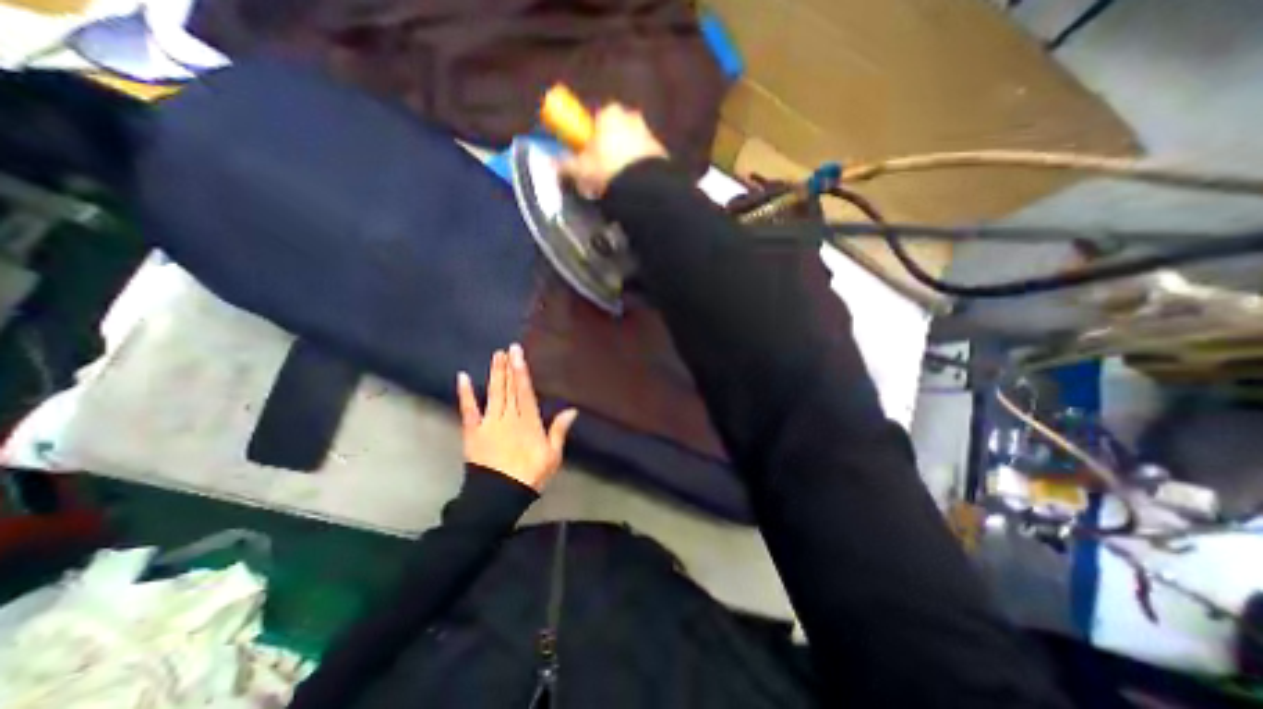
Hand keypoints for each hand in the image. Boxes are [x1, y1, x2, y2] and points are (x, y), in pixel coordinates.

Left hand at [456, 344, 578, 489]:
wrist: (499, 495)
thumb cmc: (530, 474)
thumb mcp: (553, 455)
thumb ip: (559, 430)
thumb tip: (571, 410)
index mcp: (528, 421)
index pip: (525, 391)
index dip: (521, 371)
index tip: (518, 353)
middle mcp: (509, 417)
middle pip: (509, 388)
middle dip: (508, 367)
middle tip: (506, 349)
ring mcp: (489, 423)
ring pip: (494, 394)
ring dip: (495, 374)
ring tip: (496, 356)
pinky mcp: (473, 432)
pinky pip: (469, 410)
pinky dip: (466, 394)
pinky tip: (463, 378)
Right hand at [556, 101, 664, 197]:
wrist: (644, 186)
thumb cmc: (606, 169)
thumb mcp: (580, 170)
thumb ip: (566, 165)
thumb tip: (554, 165)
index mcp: (609, 113)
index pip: (595, 120)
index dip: (590, 140)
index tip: (587, 158)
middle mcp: (631, 117)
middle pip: (615, 133)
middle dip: (609, 150)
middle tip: (602, 173)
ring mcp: (649, 134)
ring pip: (631, 148)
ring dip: (624, 162)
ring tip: (618, 185)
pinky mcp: (662, 154)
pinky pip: (645, 161)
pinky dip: (639, 171)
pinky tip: (633, 188)